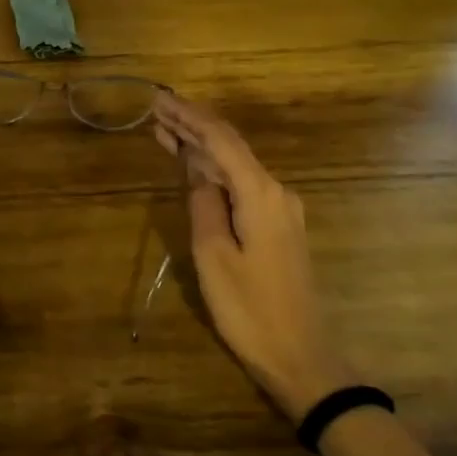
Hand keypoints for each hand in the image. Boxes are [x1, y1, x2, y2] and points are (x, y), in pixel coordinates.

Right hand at [153, 92, 351, 420]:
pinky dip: (214, 170)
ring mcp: (280, 210)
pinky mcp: (277, 226)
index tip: (160, 99)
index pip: (221, 141)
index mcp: (261, 195)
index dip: (189, 117)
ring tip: (164, 131)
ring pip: (235, 165)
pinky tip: (193, 166)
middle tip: (156, 110)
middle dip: (193, 126)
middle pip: (230, 147)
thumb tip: (197, 172)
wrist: (300, 356)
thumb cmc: (250, 309)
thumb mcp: (213, 255)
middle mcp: (276, 192)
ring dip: (201, 147)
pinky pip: (241, 184)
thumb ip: (203, 205)